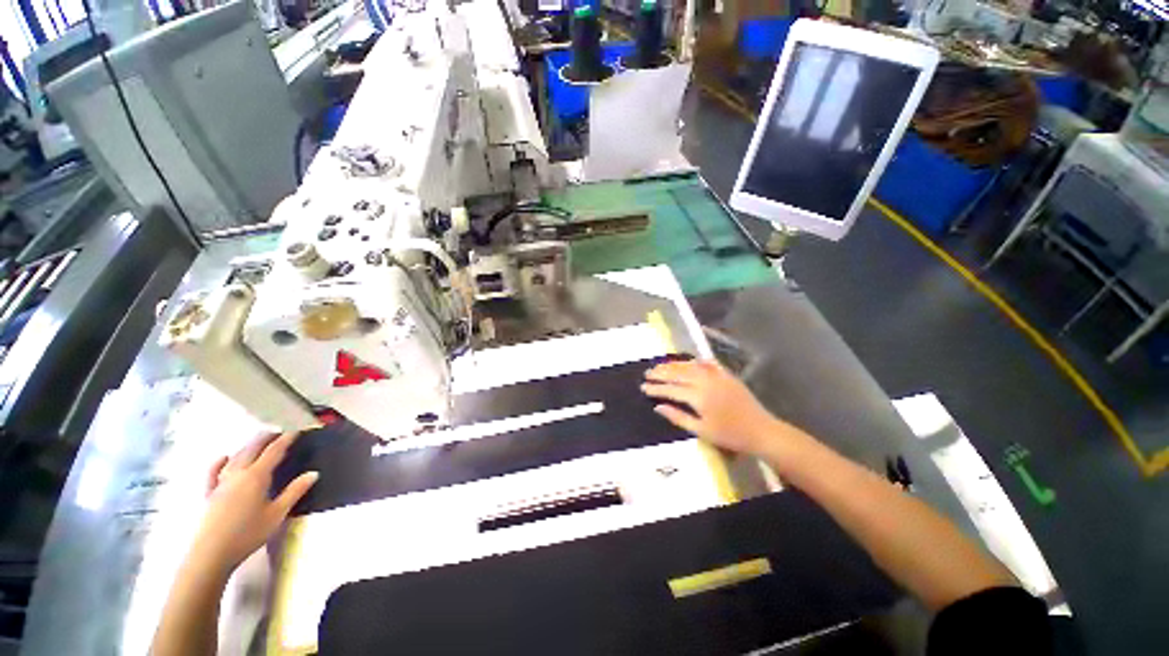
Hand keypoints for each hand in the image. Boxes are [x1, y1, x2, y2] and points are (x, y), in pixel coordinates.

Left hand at [193, 432, 317, 574]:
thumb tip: (313, 473)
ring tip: (257, 441)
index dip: (286, 439)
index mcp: (256, 476)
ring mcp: (220, 483)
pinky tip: (223, 457)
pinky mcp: (208, 494)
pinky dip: (219, 462)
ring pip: (234, 457)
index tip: (296, 430)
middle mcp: (237, 474)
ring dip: (247, 446)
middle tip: (278, 430)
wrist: (211, 553)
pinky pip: (213, 472)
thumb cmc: (248, 533)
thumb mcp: (277, 514)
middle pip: (251, 449)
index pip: (274, 451)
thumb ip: (294, 492)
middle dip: (265, 438)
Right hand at [642, 359, 787, 456]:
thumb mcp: (701, 431)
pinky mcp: (726, 375)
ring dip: (674, 365)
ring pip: (690, 366)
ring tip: (661, 366)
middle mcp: (705, 381)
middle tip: (647, 373)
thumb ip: (677, 417)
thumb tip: (657, 407)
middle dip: (661, 373)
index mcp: (698, 396)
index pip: (671, 389)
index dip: (655, 388)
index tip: (643, 387)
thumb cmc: (729, 435)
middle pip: (677, 373)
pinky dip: (696, 361)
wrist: (761, 431)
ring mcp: (717, 376)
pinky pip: (708, 364)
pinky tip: (689, 361)